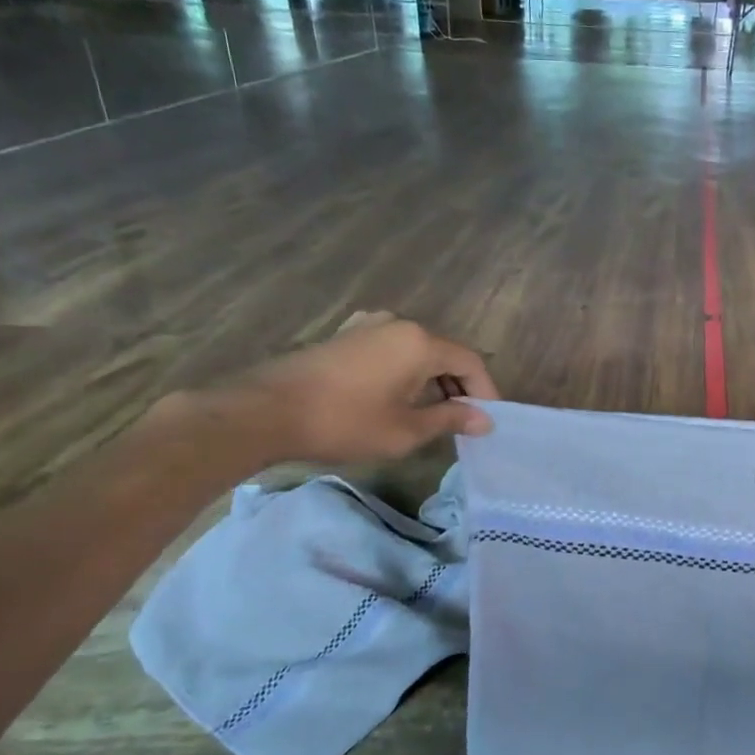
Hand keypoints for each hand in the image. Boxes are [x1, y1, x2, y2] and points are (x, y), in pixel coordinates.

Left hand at [220, 311, 498, 463]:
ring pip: (416, 352)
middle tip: (464, 422)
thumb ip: (450, 419)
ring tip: (433, 414)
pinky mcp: (345, 336)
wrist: (265, 412)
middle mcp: (398, 324)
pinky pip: (390, 350)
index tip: (488, 421)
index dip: (485, 392)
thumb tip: (485, 420)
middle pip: (444, 354)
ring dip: (432, 380)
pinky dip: (405, 372)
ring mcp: (367, 326)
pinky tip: (398, 397)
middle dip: (459, 387)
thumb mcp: (405, 430)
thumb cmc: (344, 422)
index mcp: (419, 341)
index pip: (470, 362)